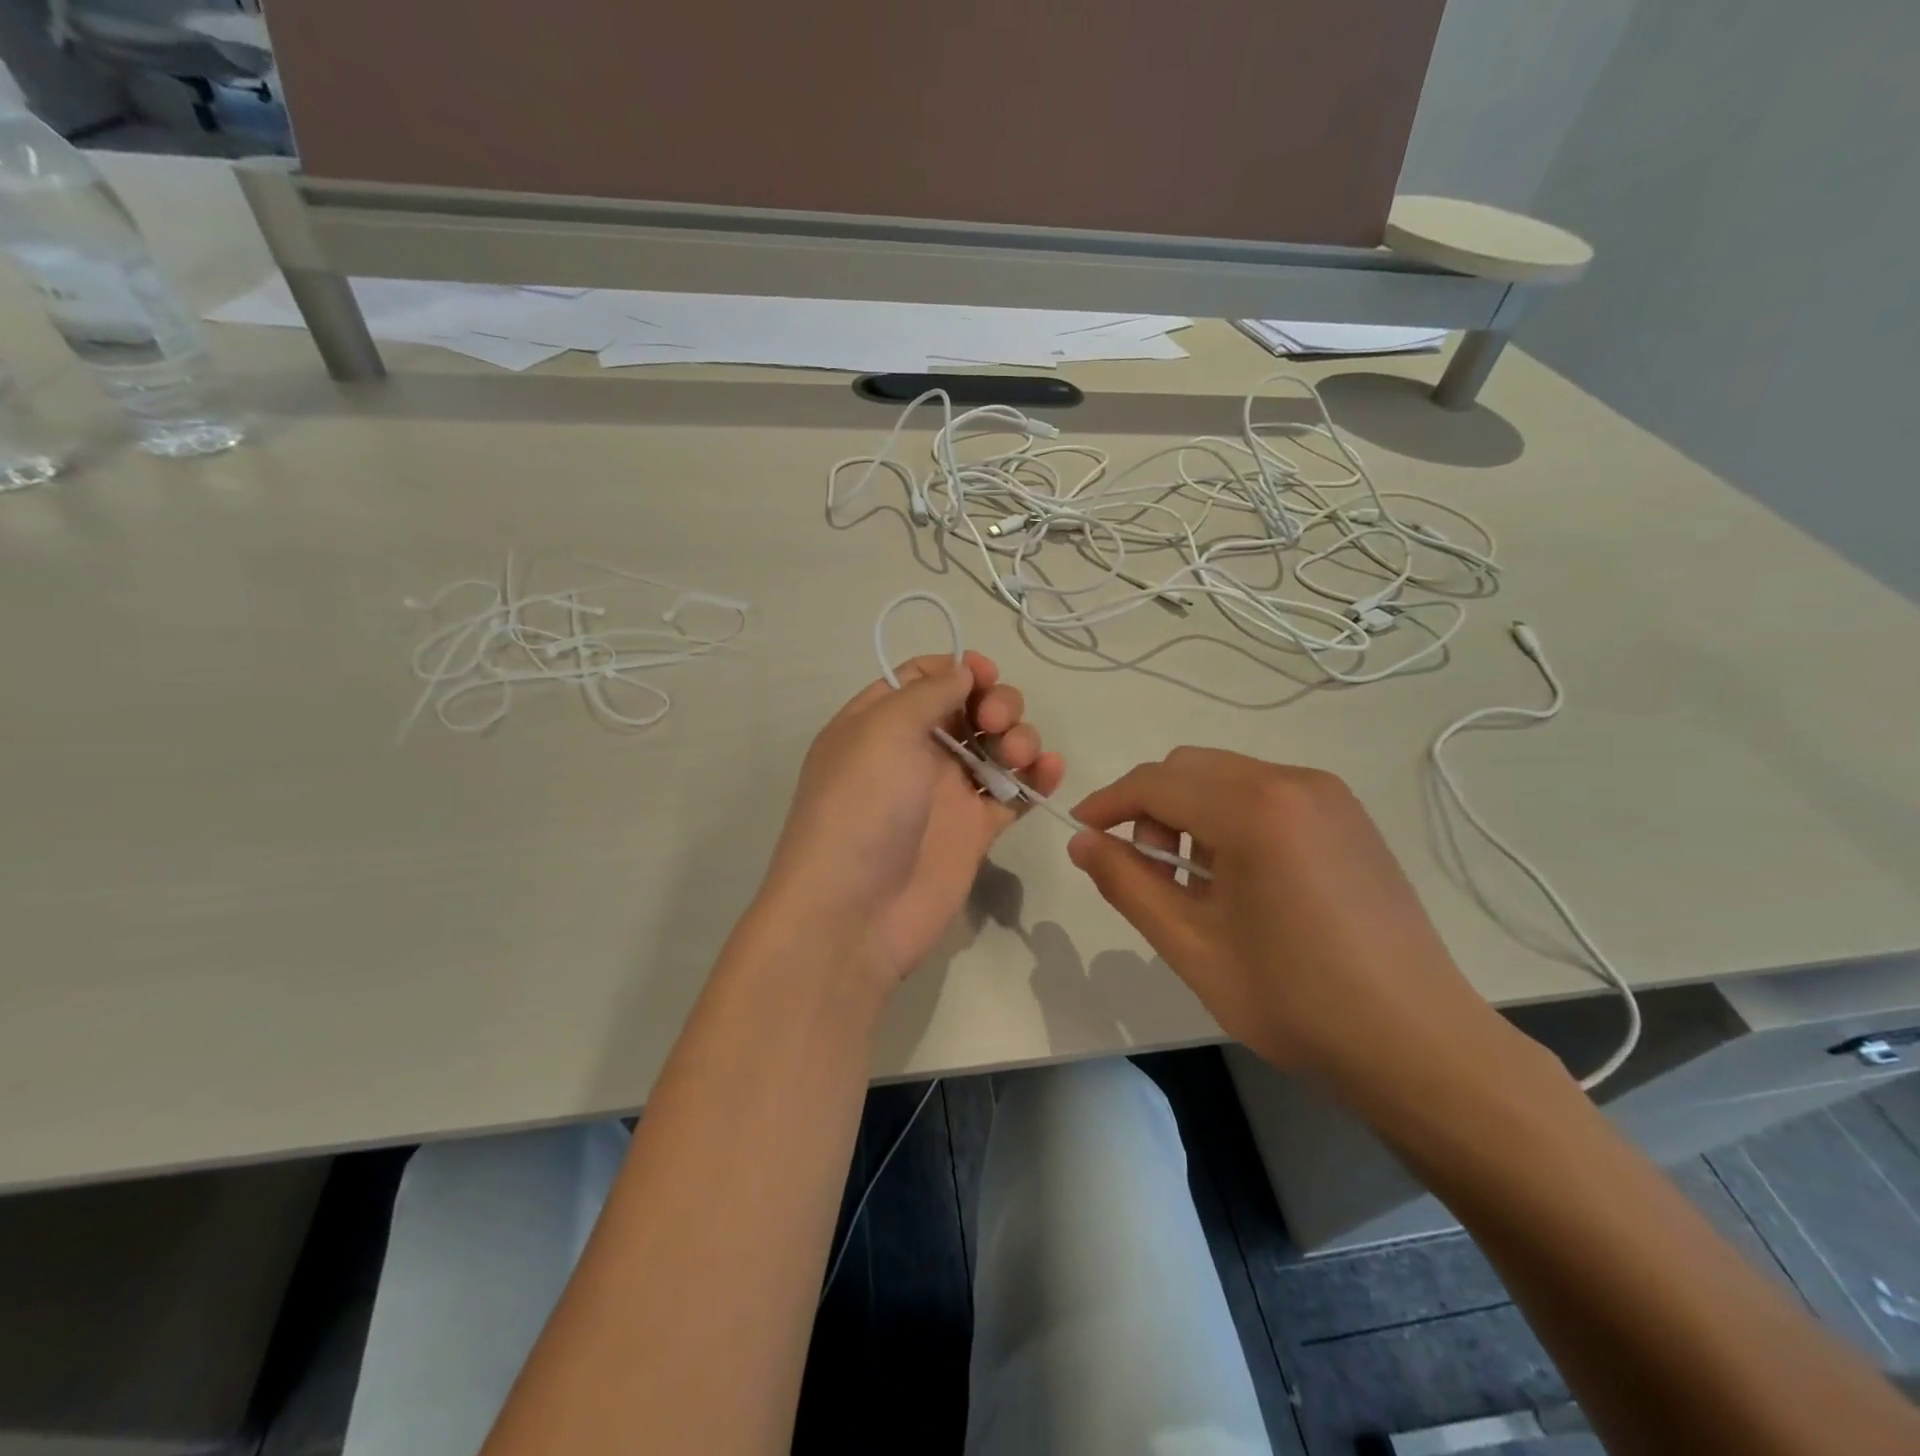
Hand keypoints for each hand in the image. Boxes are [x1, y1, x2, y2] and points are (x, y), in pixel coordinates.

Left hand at [757, 652, 1063, 987]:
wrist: (856, 912)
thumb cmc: (862, 807)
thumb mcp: (882, 731)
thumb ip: (928, 693)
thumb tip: (961, 672)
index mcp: (880, 722)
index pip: (923, 677)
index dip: (957, 669)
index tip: (984, 674)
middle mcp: (914, 752)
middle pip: (969, 707)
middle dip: (995, 702)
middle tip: (994, 723)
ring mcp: (947, 792)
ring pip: (997, 746)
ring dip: (1019, 736)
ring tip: (1018, 755)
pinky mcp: (976, 829)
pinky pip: (1015, 792)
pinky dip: (1038, 777)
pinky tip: (1050, 771)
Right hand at [1066, 748, 1503, 1090]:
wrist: (1418, 1044)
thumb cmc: (1295, 1001)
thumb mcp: (1192, 947)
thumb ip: (1127, 884)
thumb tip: (1082, 842)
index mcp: (1254, 810)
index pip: (1155, 782)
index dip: (1108, 803)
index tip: (1080, 833)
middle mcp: (1293, 781)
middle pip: (1189, 767)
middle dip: (1151, 808)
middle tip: (1151, 873)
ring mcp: (1328, 795)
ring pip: (1226, 775)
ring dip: (1190, 811)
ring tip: (1198, 882)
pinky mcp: (1348, 815)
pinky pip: (1265, 790)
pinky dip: (1231, 815)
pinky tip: (1242, 875)